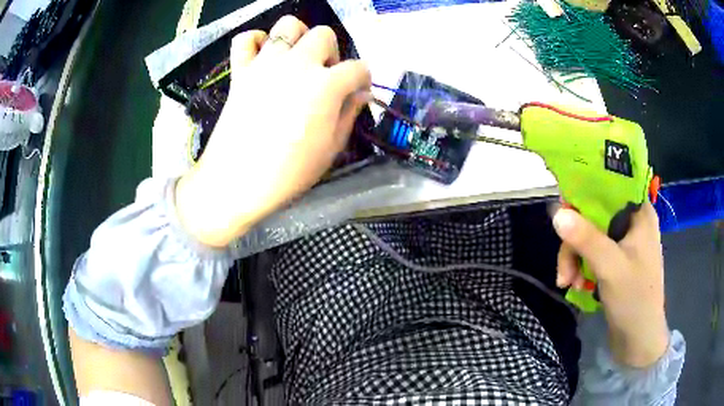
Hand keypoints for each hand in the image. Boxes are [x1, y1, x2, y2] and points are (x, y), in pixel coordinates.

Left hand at [175, 16, 371, 246]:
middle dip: (331, 52)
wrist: (236, 182)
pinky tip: (262, 57)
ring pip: (288, 25)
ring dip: (298, 37)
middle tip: (324, 75)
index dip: (363, 79)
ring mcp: (265, 63)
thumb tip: (360, 94)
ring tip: (296, 59)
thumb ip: (349, 114)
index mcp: (326, 85)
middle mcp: (298, 64)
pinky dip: (255, 42)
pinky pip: (245, 39)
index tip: (358, 91)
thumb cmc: (289, 172)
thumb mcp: (331, 148)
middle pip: (324, 35)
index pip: (358, 68)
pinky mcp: (240, 70)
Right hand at [553, 202, 668, 367]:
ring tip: (568, 283)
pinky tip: (576, 285)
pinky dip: (581, 267)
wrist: (638, 340)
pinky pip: (592, 253)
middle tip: (564, 271)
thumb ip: (586, 239)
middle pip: (594, 215)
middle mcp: (632, 222)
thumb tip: (556, 213)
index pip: (609, 187)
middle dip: (574, 242)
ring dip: (574, 258)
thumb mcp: (610, 267)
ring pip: (590, 235)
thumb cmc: (634, 299)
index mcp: (639, 213)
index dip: (584, 194)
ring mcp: (624, 243)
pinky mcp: (616, 261)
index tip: (563, 213)